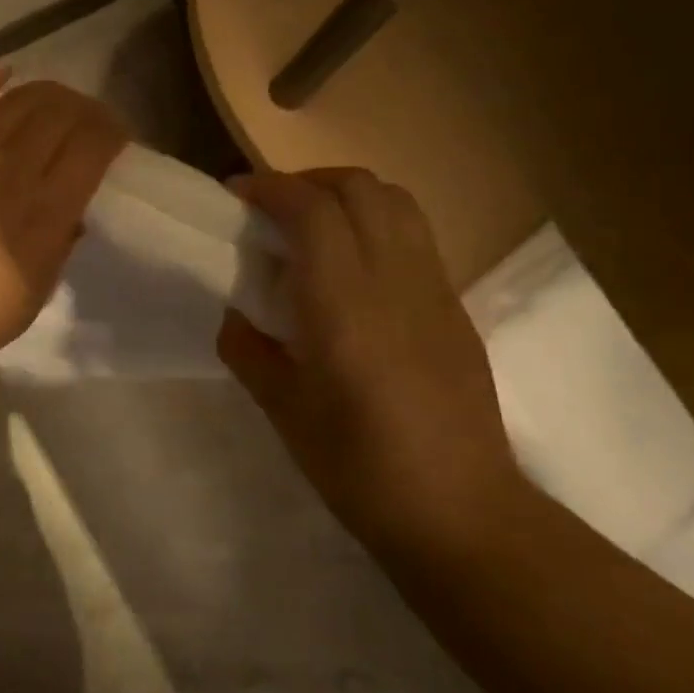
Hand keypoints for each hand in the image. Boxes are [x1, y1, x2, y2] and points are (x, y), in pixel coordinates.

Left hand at [0, 67, 127, 383]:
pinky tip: (5, 74)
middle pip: (63, 114)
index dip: (112, 134)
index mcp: (42, 216)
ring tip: (56, 105)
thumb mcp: (23, 306)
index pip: (92, 148)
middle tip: (90, 123)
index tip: (116, 141)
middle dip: (87, 111)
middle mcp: (10, 170)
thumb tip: (71, 215)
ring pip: (22, 98)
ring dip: (50, 95)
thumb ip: (55, 254)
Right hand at [217, 168, 518, 541]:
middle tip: (270, 208)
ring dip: (347, 195)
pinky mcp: (455, 307)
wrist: (458, 510)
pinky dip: (375, 224)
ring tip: (311, 226)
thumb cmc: (357, 466)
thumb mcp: (281, 410)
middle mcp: (394, 281)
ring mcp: (434, 289)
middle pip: (359, 188)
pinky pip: (414, 236)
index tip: (235, 195)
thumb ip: (248, 349)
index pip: (311, 210)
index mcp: (343, 306)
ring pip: (396, 202)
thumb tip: (237, 314)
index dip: (269, 188)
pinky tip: (351, 268)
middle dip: (307, 182)